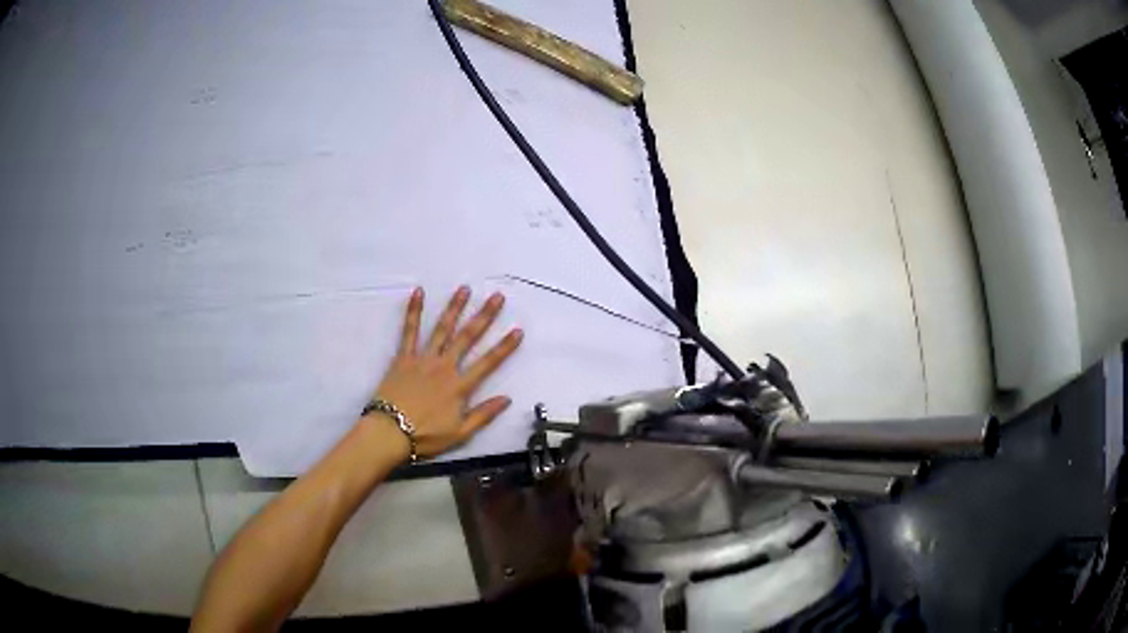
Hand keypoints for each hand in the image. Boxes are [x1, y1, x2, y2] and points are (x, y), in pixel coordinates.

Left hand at [367, 286, 522, 458]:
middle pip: (467, 337)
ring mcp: (423, 359)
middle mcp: (444, 366)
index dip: (505, 346)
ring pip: (442, 328)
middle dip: (484, 316)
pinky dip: (414, 311)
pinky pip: (409, 331)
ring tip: (464, 289)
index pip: (488, 363)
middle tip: (497, 296)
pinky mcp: (403, 357)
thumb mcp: (460, 433)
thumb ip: (483, 415)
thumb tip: (507, 399)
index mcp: (459, 386)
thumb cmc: (425, 436)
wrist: (389, 432)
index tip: (518, 330)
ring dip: (454, 307)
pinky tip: (418, 293)